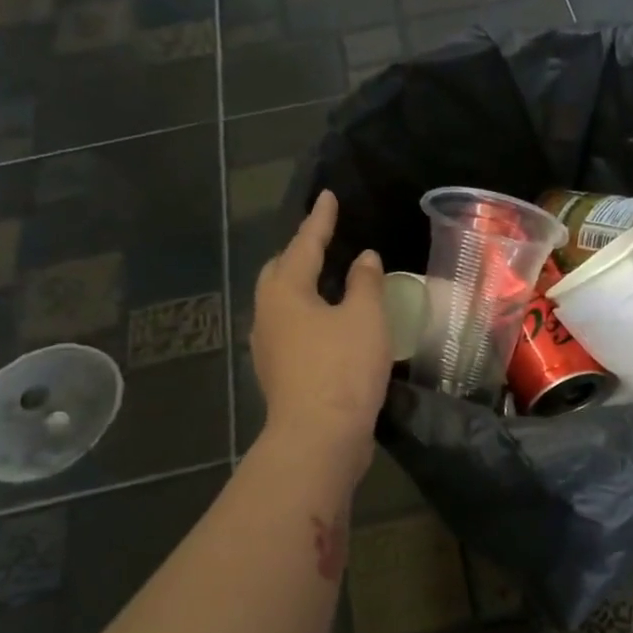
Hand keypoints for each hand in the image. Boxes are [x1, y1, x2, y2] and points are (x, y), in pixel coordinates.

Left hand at [252, 190, 390, 475]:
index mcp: (285, 291)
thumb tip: (364, 258)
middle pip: (281, 272)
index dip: (320, 220)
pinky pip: (293, 329)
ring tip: (330, 280)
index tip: (328, 196)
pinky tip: (331, 324)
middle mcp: (268, 314)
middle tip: (325, 240)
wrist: (319, 437)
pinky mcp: (280, 372)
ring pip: (285, 302)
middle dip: (301, 252)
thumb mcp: (364, 317)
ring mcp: (269, 346)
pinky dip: (311, 315)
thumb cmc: (342, 368)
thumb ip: (365, 282)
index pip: (304, 244)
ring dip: (305, 286)